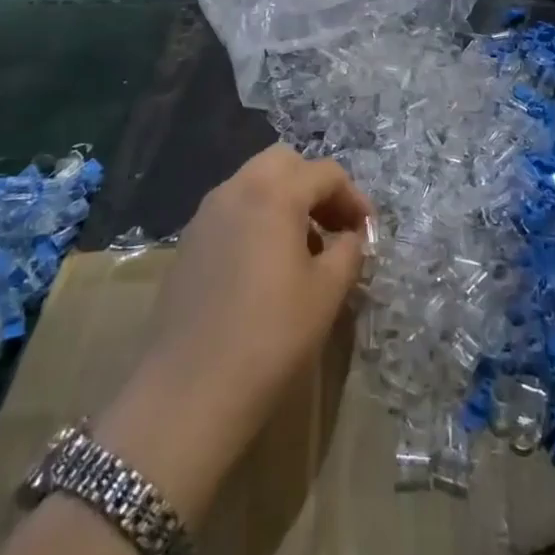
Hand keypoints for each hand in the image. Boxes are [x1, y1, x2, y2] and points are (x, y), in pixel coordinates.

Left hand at [94, 145, 369, 524]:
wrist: (188, 390)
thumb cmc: (270, 336)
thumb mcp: (327, 293)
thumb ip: (348, 252)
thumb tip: (351, 238)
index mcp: (275, 192)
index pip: (326, 173)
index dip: (354, 198)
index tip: (367, 233)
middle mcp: (237, 188)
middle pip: (285, 163)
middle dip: (315, 187)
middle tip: (335, 227)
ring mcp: (207, 213)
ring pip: (255, 183)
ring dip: (286, 201)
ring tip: (304, 249)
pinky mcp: (189, 241)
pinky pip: (232, 210)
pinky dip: (258, 219)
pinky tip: (266, 266)